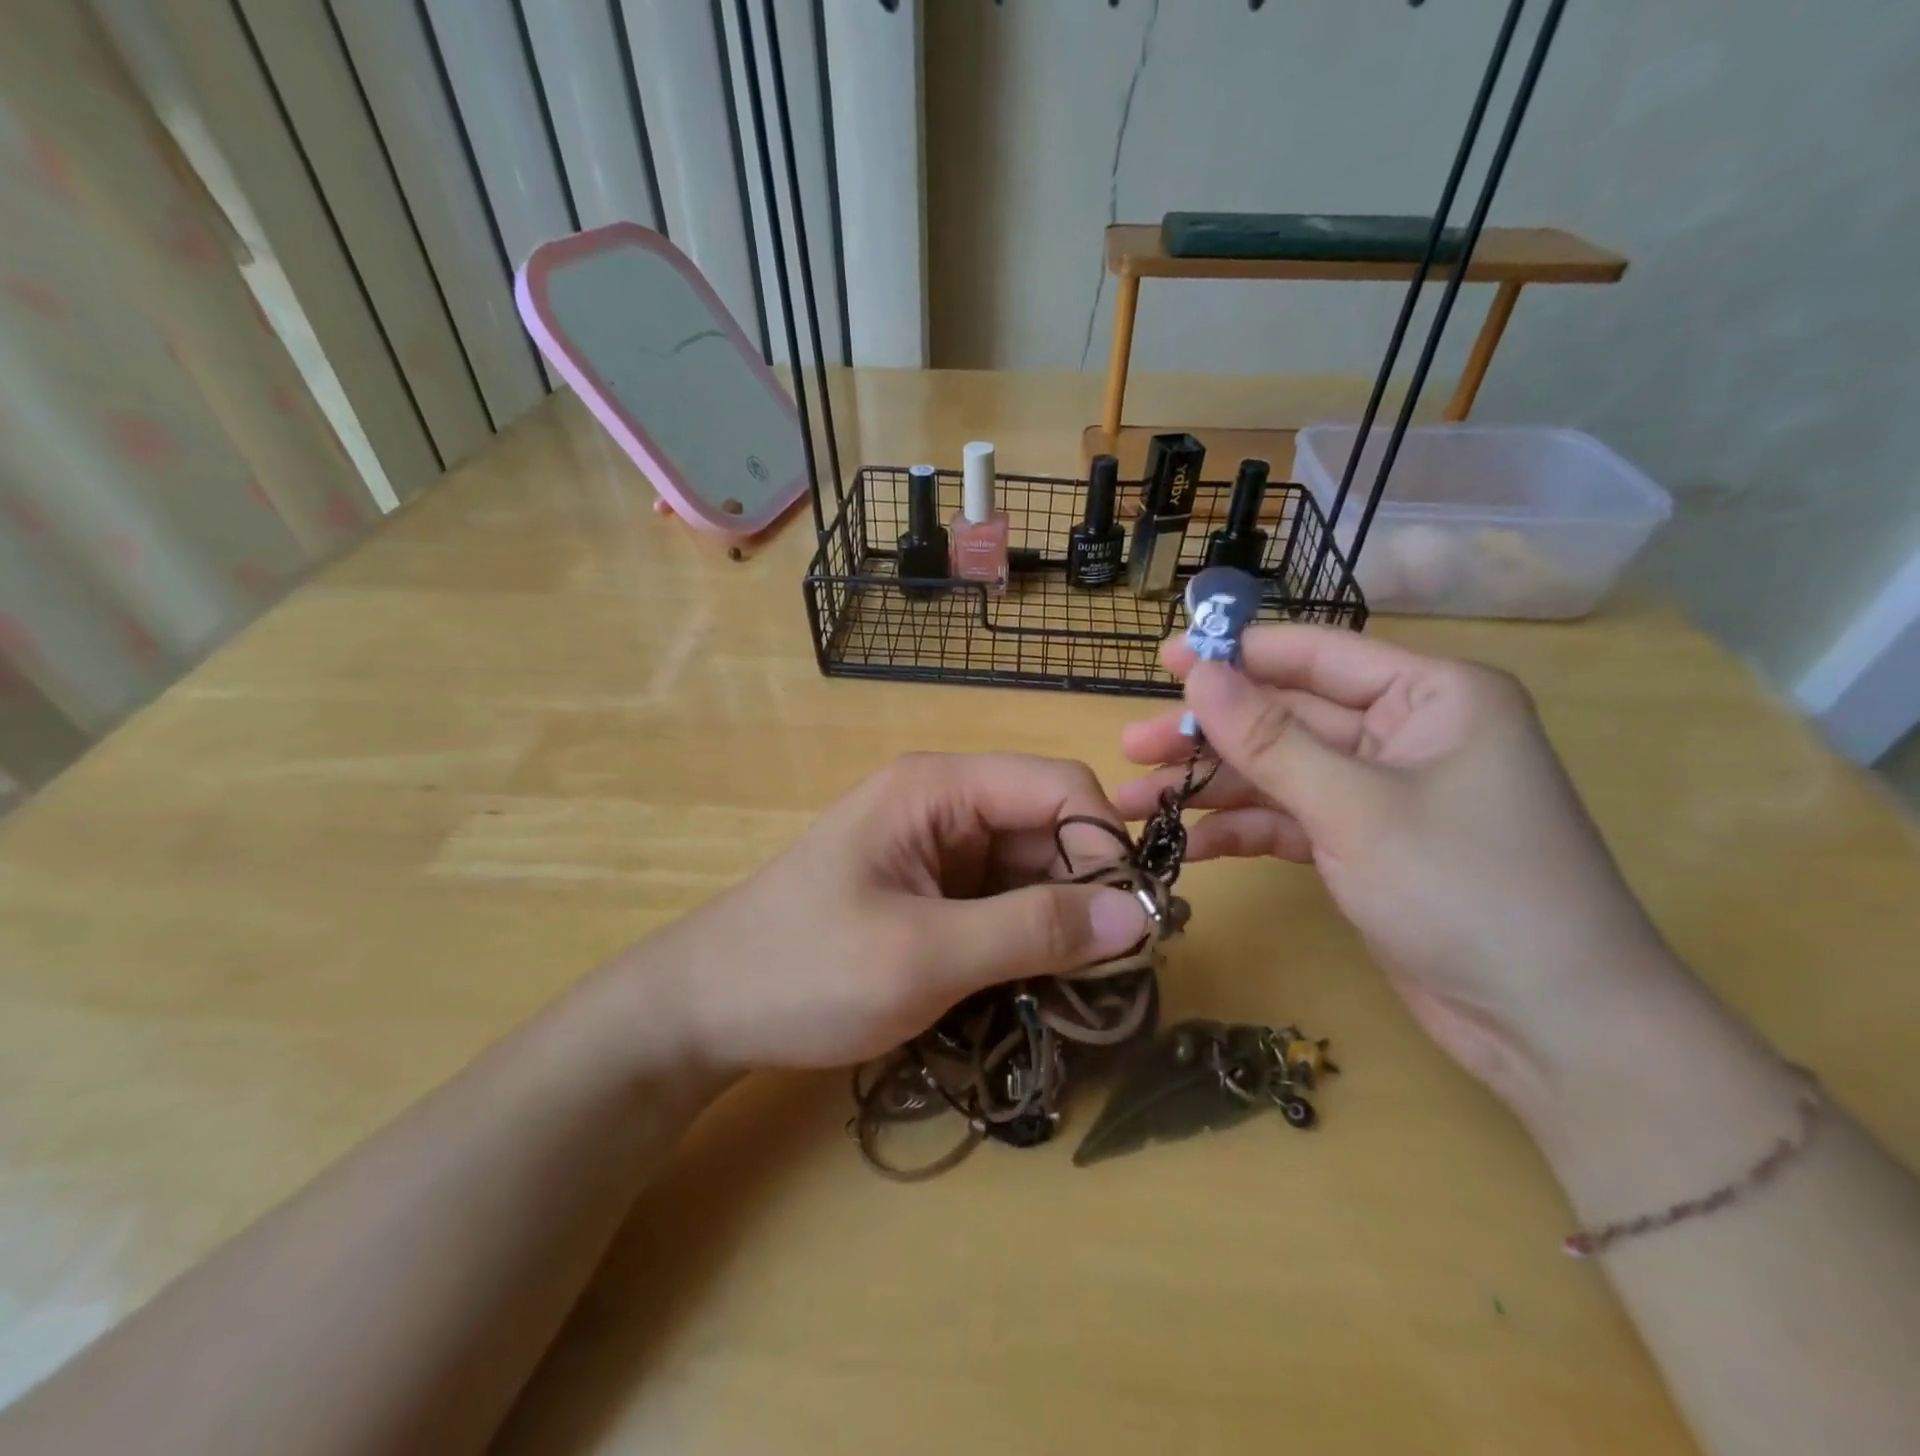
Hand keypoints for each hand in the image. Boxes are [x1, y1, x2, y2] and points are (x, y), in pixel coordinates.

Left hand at [620, 754, 1150, 1072]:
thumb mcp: (924, 955)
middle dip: (1087, 891)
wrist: (705, 1009)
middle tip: (1108, 973)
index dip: (1104, 845)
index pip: (1058, 786)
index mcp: (939, 787)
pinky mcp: (930, 890)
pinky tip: (1032, 985)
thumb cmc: (804, 970)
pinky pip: (1002, 901)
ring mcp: (937, 848)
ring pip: (1032, 869)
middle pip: (1050, 828)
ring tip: (1074, 990)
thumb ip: (1034, 931)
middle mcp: (945, 804)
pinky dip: (1027, 939)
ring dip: (1060, 923)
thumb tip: (1142, 917)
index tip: (1131, 923)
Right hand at [1116, 626, 1673, 1105]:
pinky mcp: (1362, 844)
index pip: (1315, 655)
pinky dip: (1241, 832)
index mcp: (1429, 696)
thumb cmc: (1466, 890)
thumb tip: (1197, 672)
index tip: (1163, 660)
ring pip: (1277, 773)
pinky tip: (1187, 847)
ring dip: (1210, 789)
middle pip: (1285, 718)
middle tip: (1132, 746)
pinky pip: (1289, 820)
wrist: (1551, 1028)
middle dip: (1207, 736)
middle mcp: (1404, 733)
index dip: (1235, 655)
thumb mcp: (1354, 807)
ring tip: (1134, 803)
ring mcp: (1380, 792)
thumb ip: (1268, 739)